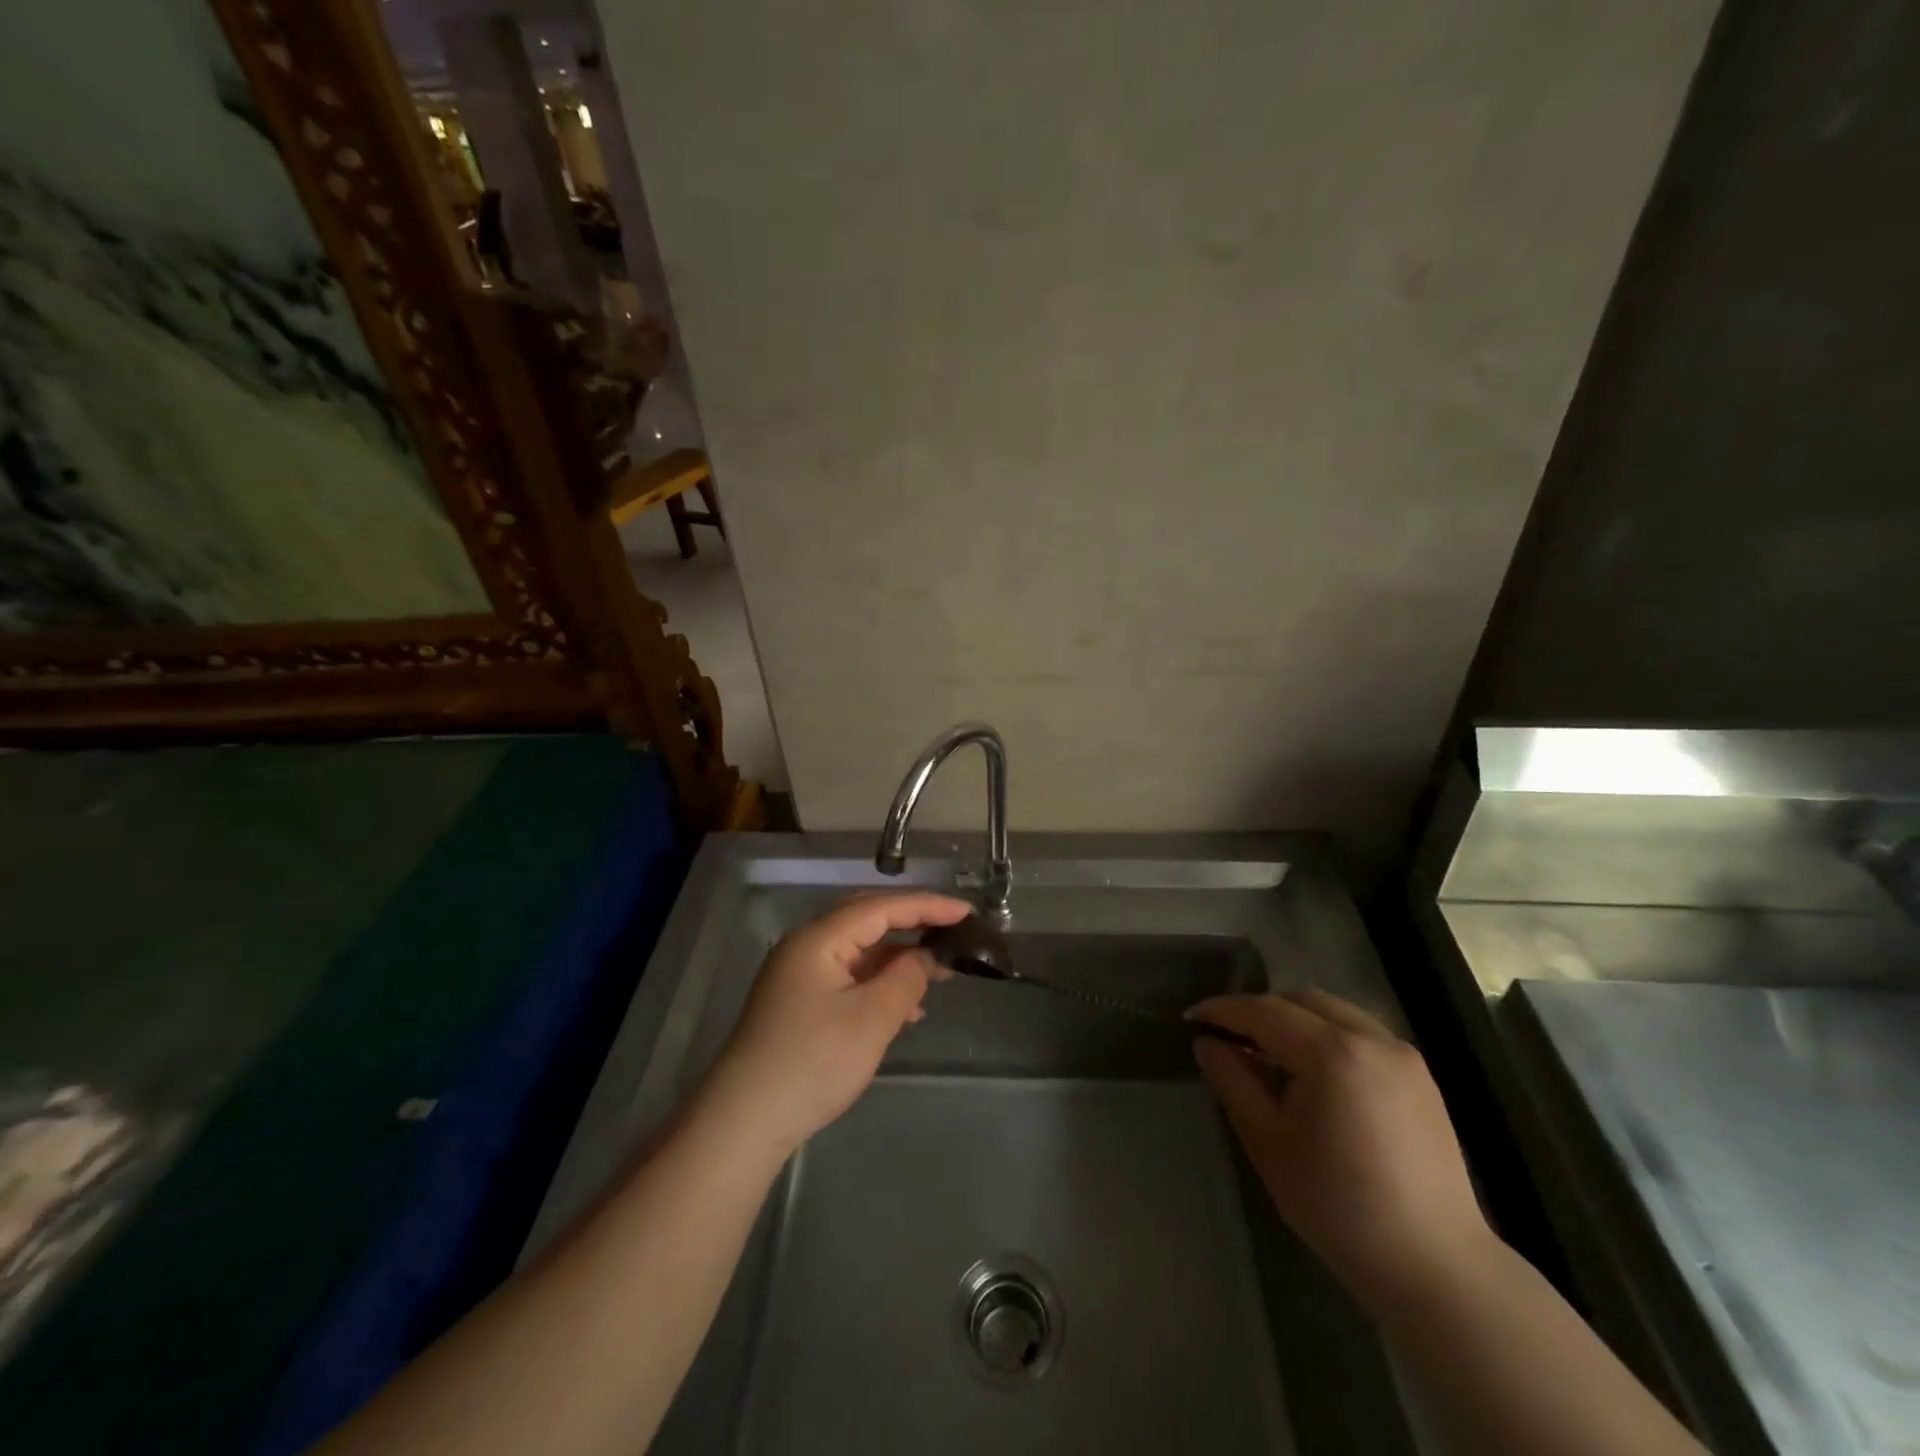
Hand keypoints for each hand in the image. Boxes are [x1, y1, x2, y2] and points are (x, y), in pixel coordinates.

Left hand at [696, 893, 972, 1159]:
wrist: (744, 1122)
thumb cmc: (813, 1063)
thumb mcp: (871, 1019)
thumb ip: (906, 979)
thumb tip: (924, 957)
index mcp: (819, 938)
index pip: (881, 907)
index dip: (927, 906)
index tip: (967, 913)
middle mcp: (805, 947)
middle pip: (867, 920)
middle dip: (912, 924)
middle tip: (952, 932)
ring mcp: (799, 976)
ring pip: (858, 952)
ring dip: (898, 959)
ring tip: (939, 973)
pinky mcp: (798, 1004)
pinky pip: (848, 978)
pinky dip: (879, 984)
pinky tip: (905, 1009)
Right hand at [1190, 989, 1494, 1315]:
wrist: (1437, 1268)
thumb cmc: (1340, 1208)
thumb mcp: (1269, 1144)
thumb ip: (1233, 1082)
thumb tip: (1207, 1043)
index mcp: (1333, 1053)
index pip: (1265, 1011)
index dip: (1224, 1010)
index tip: (1192, 1017)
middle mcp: (1372, 1039)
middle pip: (1301, 1000)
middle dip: (1260, 1010)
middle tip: (1228, 1036)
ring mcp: (1403, 1055)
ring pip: (1334, 1012)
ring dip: (1295, 1019)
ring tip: (1268, 1053)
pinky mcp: (1421, 1077)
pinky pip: (1361, 1033)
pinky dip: (1327, 1036)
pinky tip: (1313, 1073)